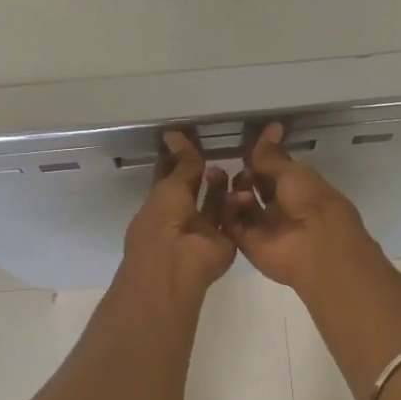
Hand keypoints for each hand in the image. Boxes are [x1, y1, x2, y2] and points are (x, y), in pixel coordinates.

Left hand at [121, 130, 235, 297]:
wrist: (177, 265)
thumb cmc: (162, 223)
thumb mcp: (170, 187)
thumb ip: (181, 164)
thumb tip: (174, 134)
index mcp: (158, 206)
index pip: (168, 178)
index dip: (177, 160)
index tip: (187, 139)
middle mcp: (179, 219)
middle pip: (193, 191)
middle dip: (202, 173)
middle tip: (215, 152)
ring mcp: (201, 233)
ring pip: (214, 206)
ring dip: (219, 188)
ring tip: (225, 170)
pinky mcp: (223, 243)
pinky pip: (231, 221)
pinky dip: (236, 206)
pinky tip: (242, 190)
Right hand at [224, 122, 376, 290]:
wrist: (315, 246)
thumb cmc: (312, 202)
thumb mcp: (293, 171)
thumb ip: (273, 155)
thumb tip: (272, 125)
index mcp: (298, 189)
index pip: (273, 170)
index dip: (260, 157)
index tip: (246, 144)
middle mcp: (281, 207)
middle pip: (254, 188)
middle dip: (244, 175)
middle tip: (235, 166)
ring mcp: (264, 227)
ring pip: (241, 205)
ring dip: (235, 191)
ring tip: (234, 183)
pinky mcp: (248, 244)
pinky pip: (232, 224)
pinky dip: (230, 211)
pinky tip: (235, 199)